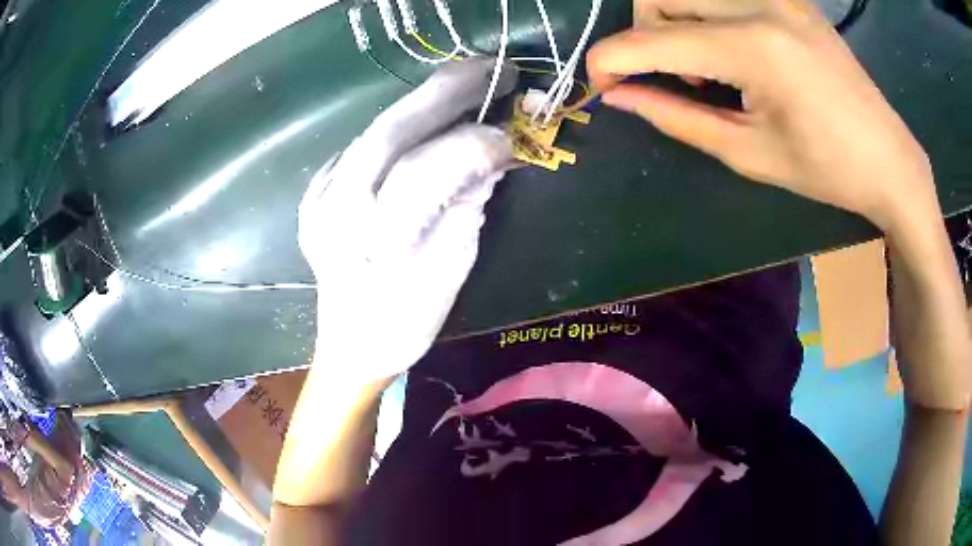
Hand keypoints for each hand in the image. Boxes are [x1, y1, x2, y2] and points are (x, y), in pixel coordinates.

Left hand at [298, 58, 516, 380]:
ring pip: (373, 131)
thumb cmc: (405, 324)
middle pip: (390, 133)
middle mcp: (336, 212)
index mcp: (374, 242)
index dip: (475, 144)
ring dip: (422, 103)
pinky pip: (359, 147)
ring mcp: (318, 200)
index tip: (513, 134)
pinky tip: (422, 120)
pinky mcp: (314, 195)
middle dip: (446, 93)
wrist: (350, 346)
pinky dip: (396, 127)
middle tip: (493, 68)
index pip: (427, 171)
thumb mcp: (451, 271)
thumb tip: (496, 156)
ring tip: (464, 82)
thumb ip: (469, 205)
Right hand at [588, 0, 937, 232]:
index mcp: (755, 50)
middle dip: (646, 36)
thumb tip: (618, 95)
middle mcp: (761, 5)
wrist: (889, 158)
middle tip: (674, 80)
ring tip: (709, 67)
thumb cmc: (827, 170)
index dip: (612, 60)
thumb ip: (676, 116)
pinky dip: (708, 16)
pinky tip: (735, 50)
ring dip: (676, 22)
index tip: (598, 83)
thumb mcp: (749, 153)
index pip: (653, 39)